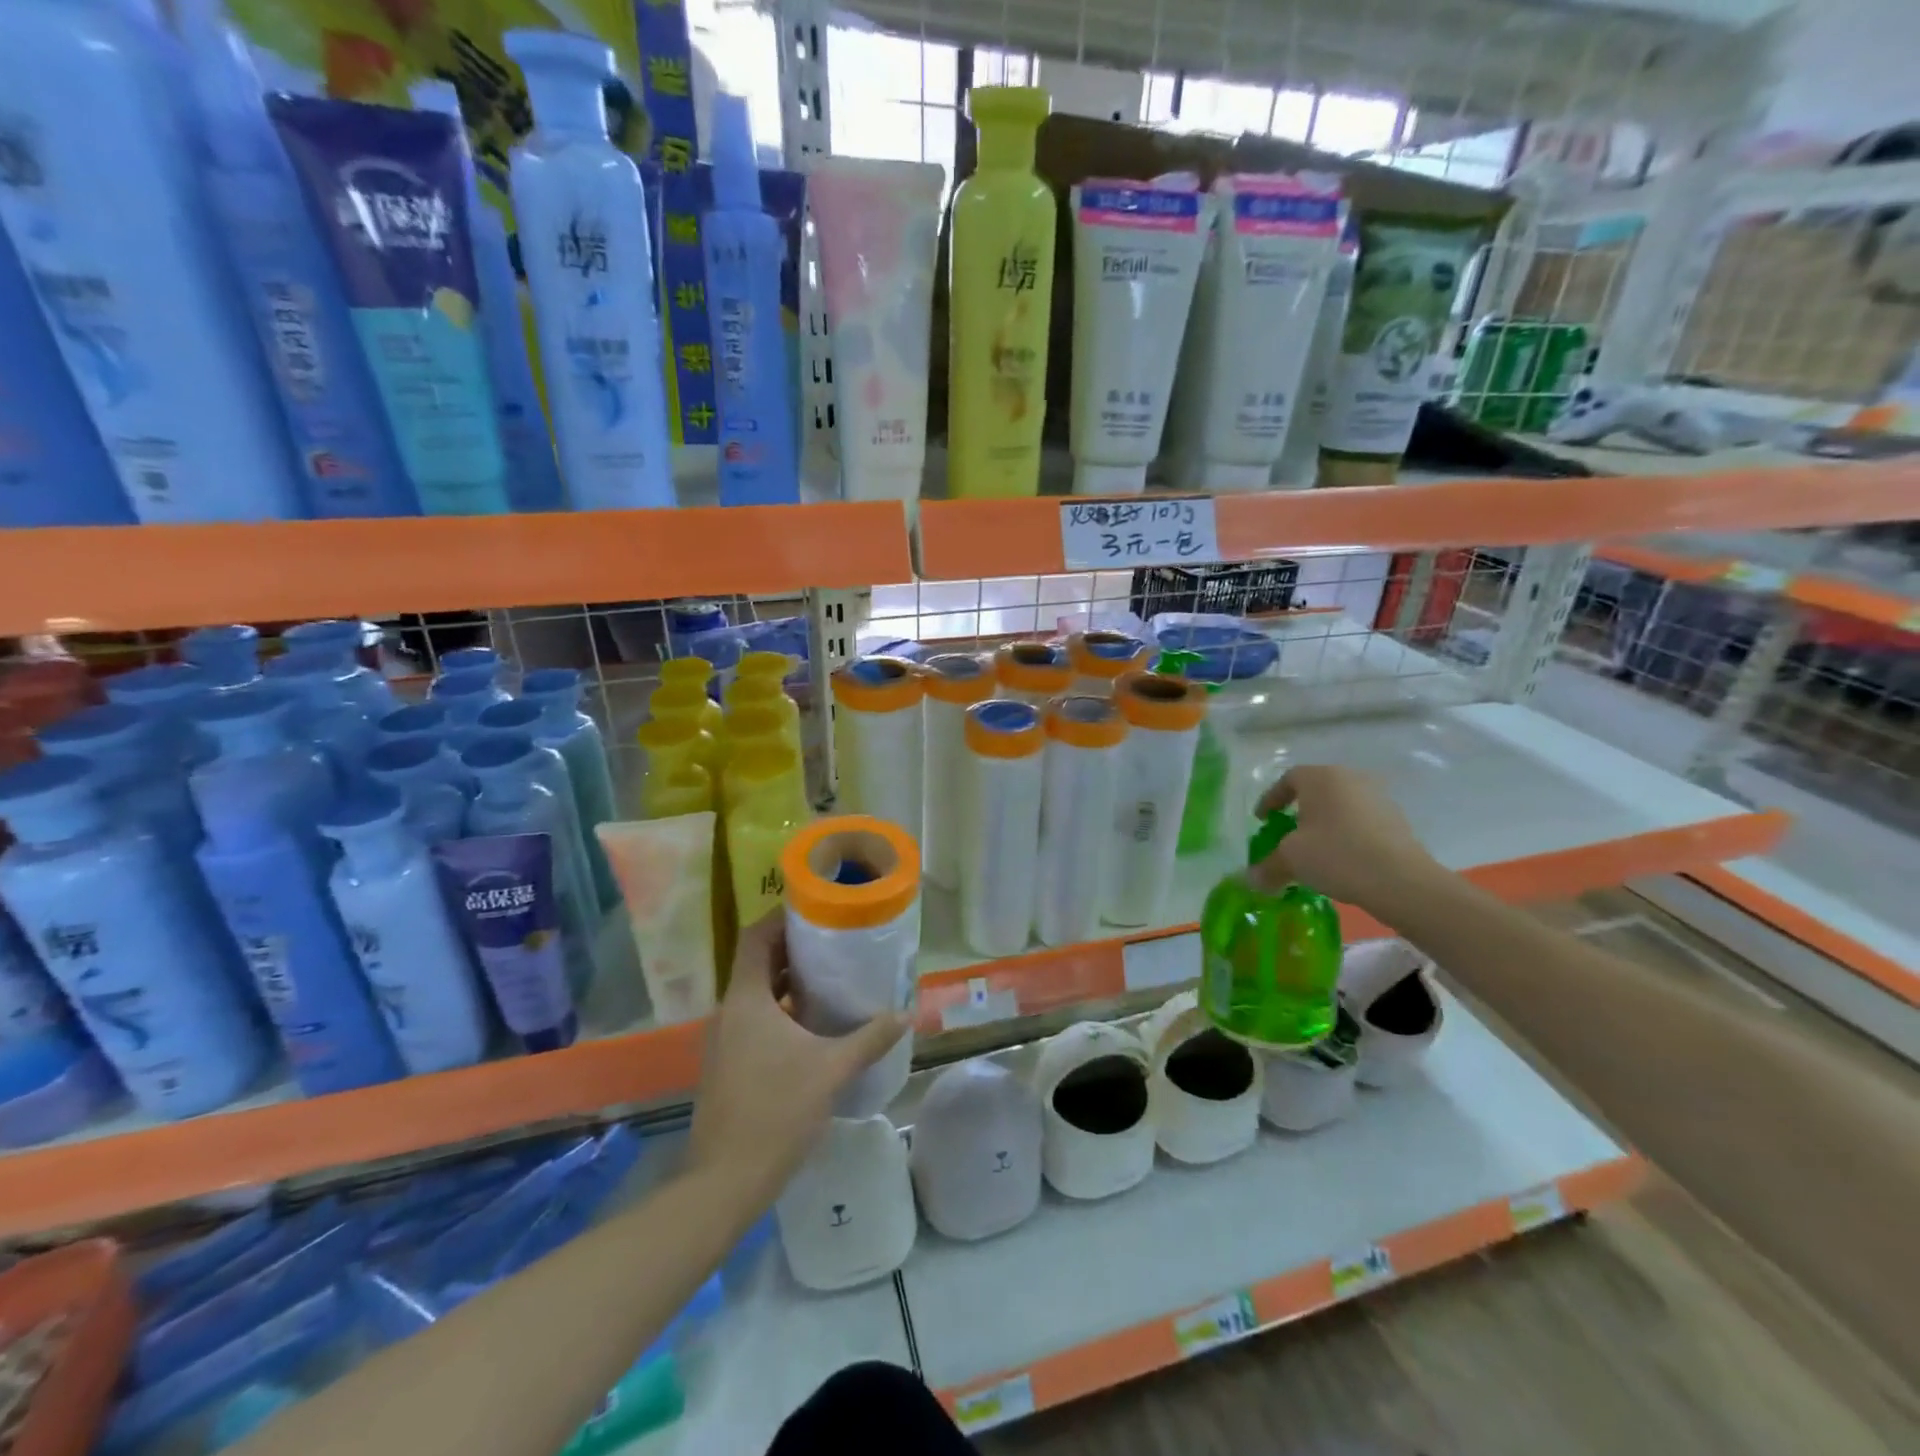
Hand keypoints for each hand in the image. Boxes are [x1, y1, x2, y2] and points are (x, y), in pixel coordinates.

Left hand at [688, 912, 907, 1204]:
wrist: (724, 1182)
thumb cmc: (776, 1112)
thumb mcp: (831, 1070)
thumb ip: (870, 1038)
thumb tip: (906, 1013)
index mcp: (746, 1000)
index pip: (756, 937)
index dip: (781, 917)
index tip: (815, 910)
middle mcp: (728, 1011)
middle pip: (756, 962)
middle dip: (792, 949)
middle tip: (833, 941)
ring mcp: (723, 1040)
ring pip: (755, 993)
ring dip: (786, 982)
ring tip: (828, 978)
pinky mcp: (726, 1064)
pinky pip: (752, 1019)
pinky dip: (779, 1010)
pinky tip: (811, 1026)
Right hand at [1252, 765, 1442, 912]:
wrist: (1401, 880)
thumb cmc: (1336, 855)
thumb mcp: (1291, 860)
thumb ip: (1268, 866)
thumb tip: (1251, 879)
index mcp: (1320, 778)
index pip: (1288, 779)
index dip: (1271, 799)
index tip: (1263, 820)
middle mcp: (1350, 778)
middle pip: (1317, 789)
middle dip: (1300, 809)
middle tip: (1289, 831)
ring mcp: (1378, 797)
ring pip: (1341, 805)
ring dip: (1326, 822)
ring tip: (1317, 847)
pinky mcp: (1397, 819)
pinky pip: (1361, 820)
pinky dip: (1347, 833)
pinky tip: (1344, 857)